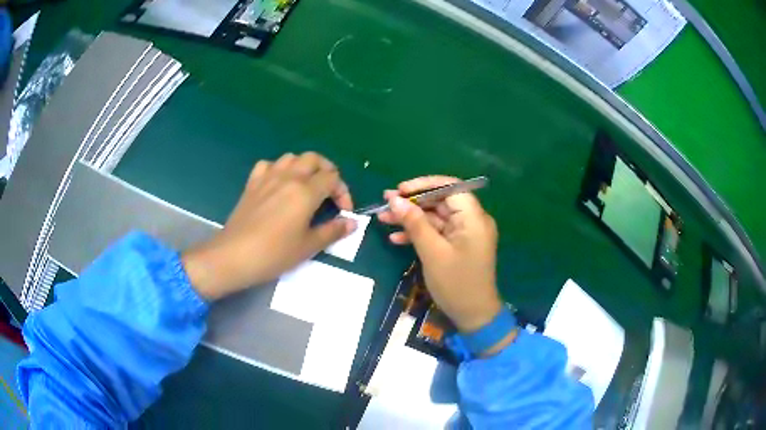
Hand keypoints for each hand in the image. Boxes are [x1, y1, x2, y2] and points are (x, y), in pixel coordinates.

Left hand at [182, 152, 355, 299]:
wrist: (234, 255)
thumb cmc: (274, 253)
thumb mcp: (308, 246)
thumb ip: (333, 231)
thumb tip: (352, 223)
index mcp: (305, 192)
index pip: (333, 178)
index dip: (343, 192)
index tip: (342, 212)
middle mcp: (288, 177)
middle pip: (314, 159)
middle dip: (327, 171)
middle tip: (329, 192)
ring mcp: (267, 177)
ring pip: (291, 157)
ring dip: (304, 167)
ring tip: (307, 186)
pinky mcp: (252, 183)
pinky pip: (268, 164)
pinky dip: (278, 169)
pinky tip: (279, 184)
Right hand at [378, 176, 502, 332]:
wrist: (474, 315)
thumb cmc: (456, 284)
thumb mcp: (432, 252)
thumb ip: (415, 223)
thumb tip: (395, 199)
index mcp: (473, 217)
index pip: (450, 187)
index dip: (423, 185)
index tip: (400, 190)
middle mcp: (472, 220)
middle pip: (440, 201)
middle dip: (412, 203)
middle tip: (385, 204)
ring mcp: (465, 234)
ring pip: (435, 217)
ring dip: (411, 219)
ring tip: (383, 219)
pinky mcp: (458, 245)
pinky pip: (437, 232)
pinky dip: (419, 234)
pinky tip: (396, 239)